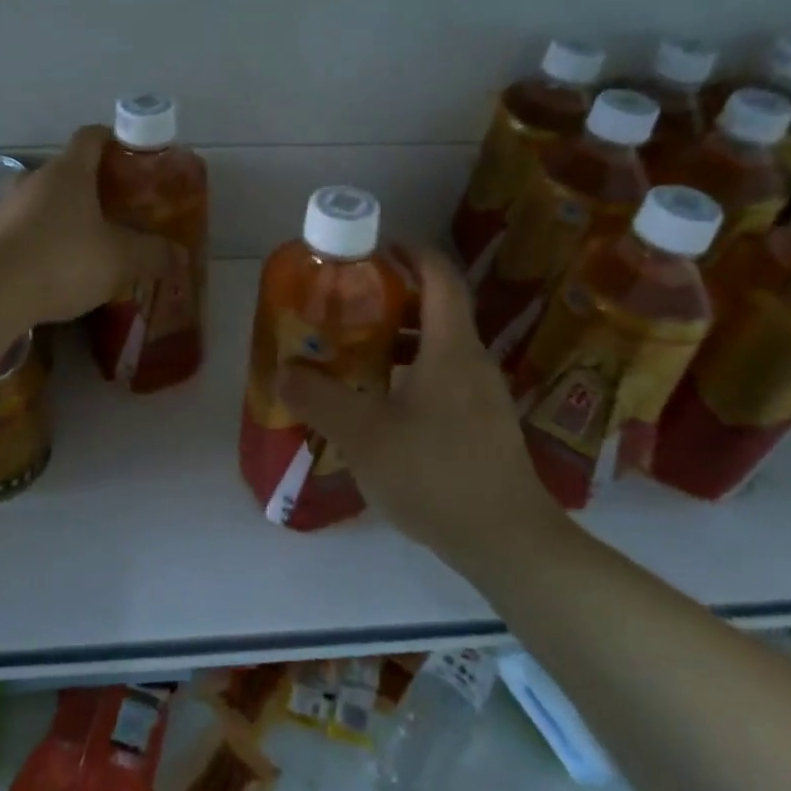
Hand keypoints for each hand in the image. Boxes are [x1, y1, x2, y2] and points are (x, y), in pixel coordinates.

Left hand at [0, 125, 175, 325]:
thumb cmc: (64, 261)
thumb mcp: (122, 260)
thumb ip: (153, 254)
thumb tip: (177, 255)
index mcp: (69, 172)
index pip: (91, 137)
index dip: (113, 140)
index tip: (131, 156)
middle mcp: (34, 180)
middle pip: (67, 172)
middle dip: (92, 188)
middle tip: (116, 211)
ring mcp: (5, 208)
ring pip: (42, 203)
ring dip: (63, 217)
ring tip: (86, 246)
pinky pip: (22, 232)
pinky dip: (39, 243)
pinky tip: (52, 272)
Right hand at [278, 247, 571, 576]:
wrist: (507, 541)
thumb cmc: (435, 473)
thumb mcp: (364, 434)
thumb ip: (319, 399)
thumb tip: (283, 371)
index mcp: (451, 349)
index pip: (440, 278)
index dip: (412, 253)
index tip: (377, 249)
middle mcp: (472, 363)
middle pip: (437, 311)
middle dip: (394, 300)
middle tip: (348, 305)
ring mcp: (482, 397)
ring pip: (439, 350)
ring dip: (400, 341)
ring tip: (356, 352)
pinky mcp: (482, 426)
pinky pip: (444, 381)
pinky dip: (411, 375)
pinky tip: (381, 406)